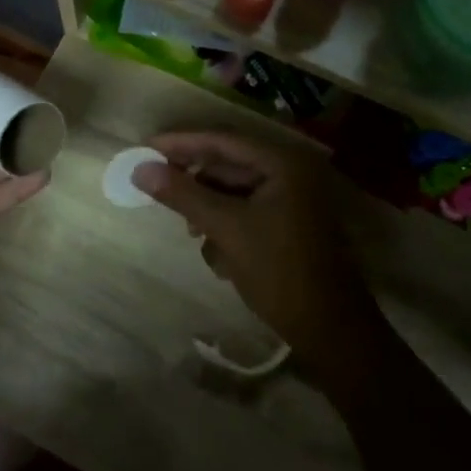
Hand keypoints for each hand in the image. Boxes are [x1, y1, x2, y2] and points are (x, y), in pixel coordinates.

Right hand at [131, 131, 374, 356]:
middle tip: (156, 188)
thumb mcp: (226, 229)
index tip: (145, 146)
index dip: (181, 142)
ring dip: (209, 209)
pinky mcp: (289, 222)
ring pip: (234, 190)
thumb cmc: (279, 271)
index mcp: (283, 162)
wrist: (330, 330)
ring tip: (191, 233)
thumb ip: (183, 195)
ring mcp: (293, 198)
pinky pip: (246, 210)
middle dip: (194, 181)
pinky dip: (227, 226)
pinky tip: (217, 254)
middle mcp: (290, 171)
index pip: (222, 140)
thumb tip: (140, 169)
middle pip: (228, 163)